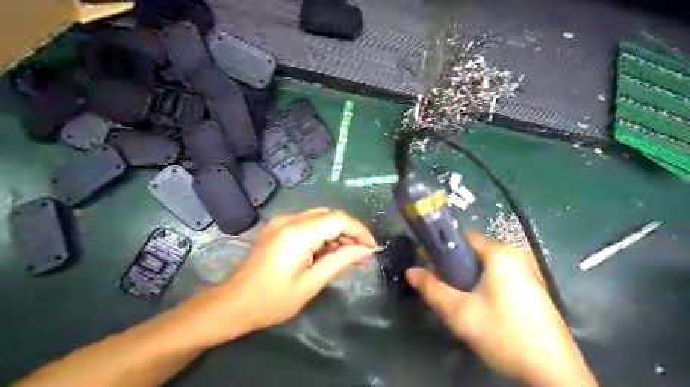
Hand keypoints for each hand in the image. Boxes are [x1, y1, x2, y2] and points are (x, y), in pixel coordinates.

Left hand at [183, 208, 375, 344]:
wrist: (233, 303)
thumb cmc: (272, 300)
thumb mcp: (311, 284)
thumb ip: (341, 261)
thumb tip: (366, 250)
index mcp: (298, 233)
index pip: (339, 219)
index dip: (360, 231)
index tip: (371, 248)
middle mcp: (290, 219)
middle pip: (331, 215)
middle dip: (350, 232)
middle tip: (361, 254)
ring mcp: (282, 221)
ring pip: (321, 217)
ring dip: (337, 233)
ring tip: (346, 255)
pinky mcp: (279, 226)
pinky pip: (309, 222)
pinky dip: (323, 234)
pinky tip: (327, 252)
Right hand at [406, 231, 595, 386]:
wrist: (552, 375)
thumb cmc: (503, 334)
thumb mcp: (459, 312)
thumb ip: (431, 288)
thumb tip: (410, 271)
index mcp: (500, 252)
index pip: (461, 238)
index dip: (440, 249)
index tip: (427, 265)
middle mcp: (516, 255)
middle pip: (473, 252)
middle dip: (454, 267)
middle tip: (442, 289)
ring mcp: (528, 271)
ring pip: (486, 266)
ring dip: (468, 279)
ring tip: (459, 301)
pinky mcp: (533, 288)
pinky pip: (499, 277)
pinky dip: (484, 285)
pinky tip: (481, 307)